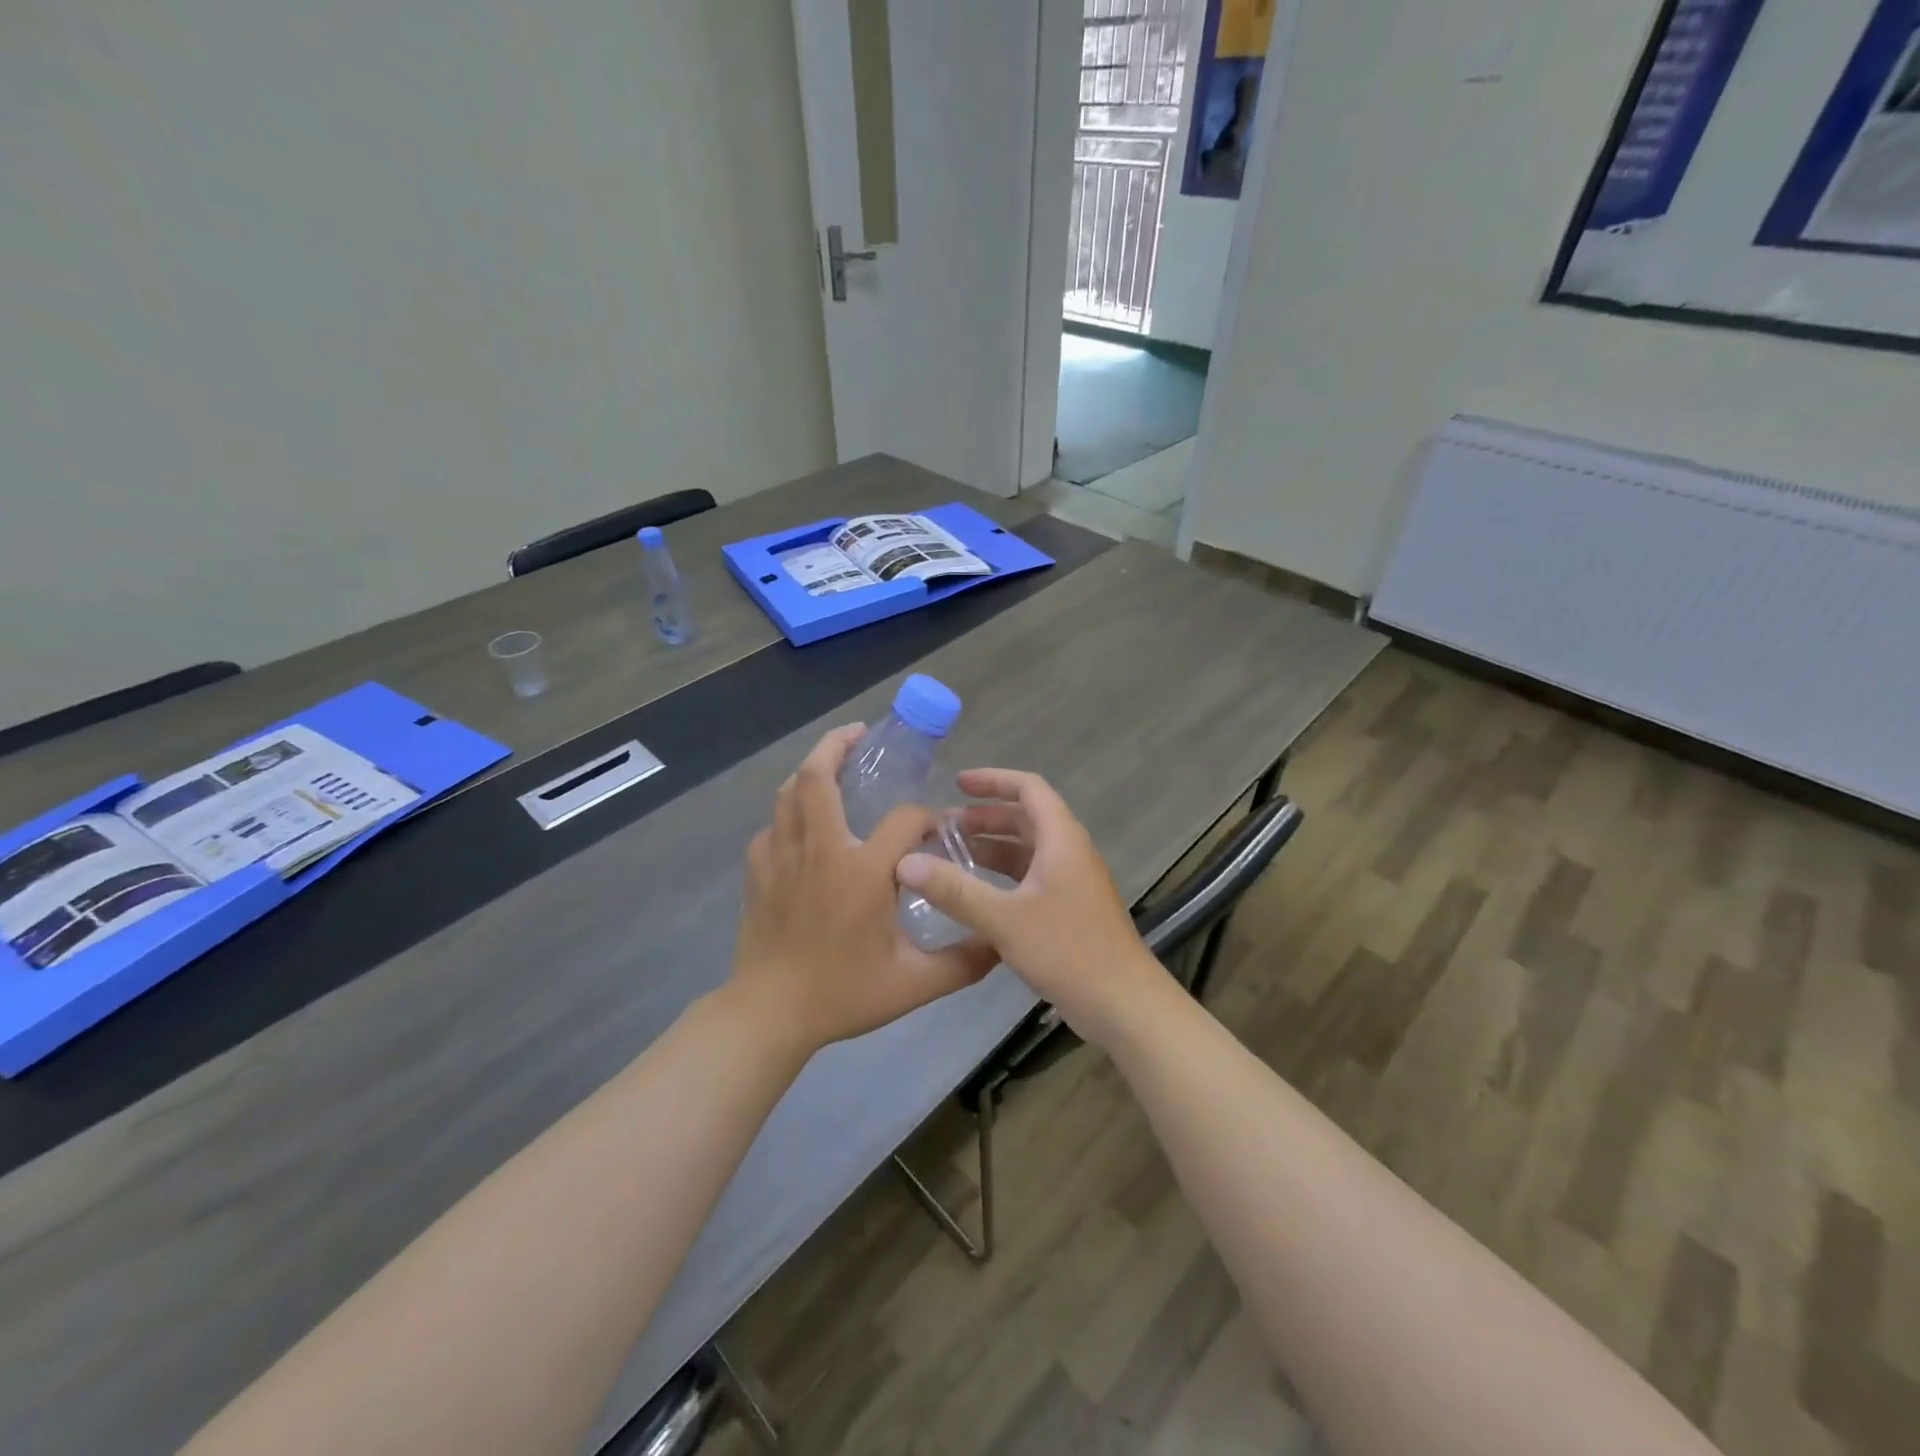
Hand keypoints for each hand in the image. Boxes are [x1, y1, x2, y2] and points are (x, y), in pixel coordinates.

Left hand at [731, 725, 998, 1053]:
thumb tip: (1001, 943)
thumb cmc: (843, 993)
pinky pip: (772, 828)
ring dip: (810, 771)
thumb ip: (964, 961)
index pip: (903, 819)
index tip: (936, 830)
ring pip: (789, 794)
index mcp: (862, 871)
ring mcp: (782, 858)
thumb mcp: (914, 984)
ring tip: (831, 765)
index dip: (925, 817)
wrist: (770, 1014)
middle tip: (859, 734)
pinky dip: (788, 815)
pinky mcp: (758, 873)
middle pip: (819, 778)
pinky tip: (803, 827)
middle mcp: (820, 851)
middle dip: (837, 745)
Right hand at [896, 768, 1162, 1045]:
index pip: (1029, 789)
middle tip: (943, 827)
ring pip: (1028, 850)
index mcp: (1062, 839)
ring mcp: (1073, 882)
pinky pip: (1032, 876)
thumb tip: (905, 863)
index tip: (957, 783)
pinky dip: (1003, 876)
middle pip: (1027, 818)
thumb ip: (954, 890)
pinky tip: (976, 894)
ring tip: (951, 856)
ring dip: (992, 847)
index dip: (993, 780)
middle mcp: (1070, 852)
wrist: (1123, 1004)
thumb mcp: (1004, 919)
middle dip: (985, 817)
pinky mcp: (1071, 908)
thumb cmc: (1067, 951)